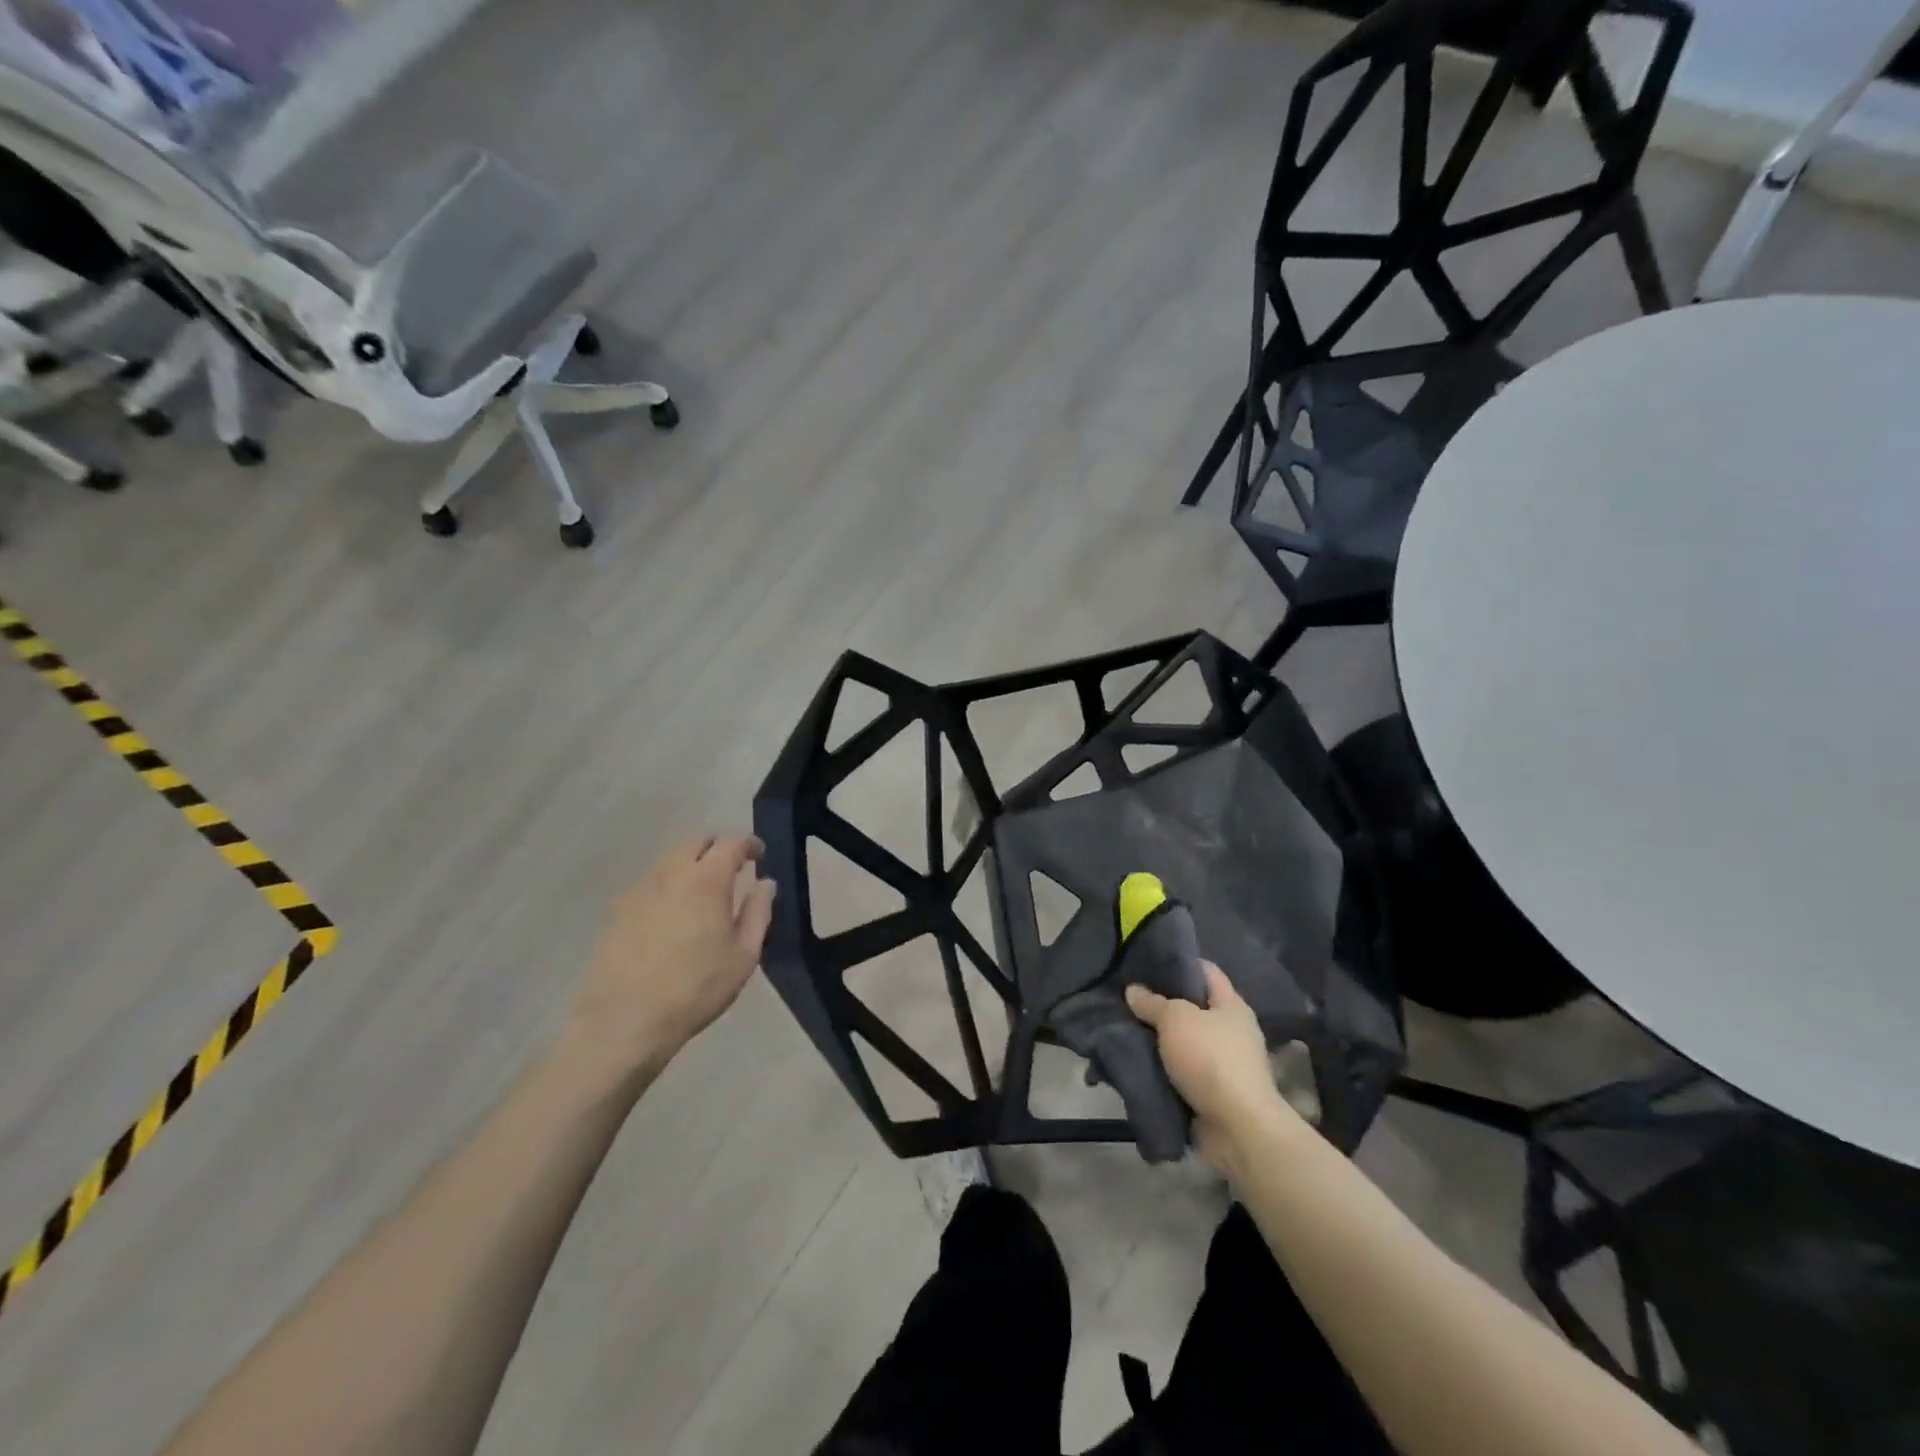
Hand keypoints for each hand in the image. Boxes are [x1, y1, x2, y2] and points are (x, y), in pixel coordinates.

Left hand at [561, 835, 775, 1085]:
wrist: (624, 1023)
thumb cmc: (696, 989)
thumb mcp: (744, 956)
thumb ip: (758, 912)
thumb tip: (765, 884)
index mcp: (706, 880)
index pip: (731, 843)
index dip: (749, 843)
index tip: (758, 855)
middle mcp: (670, 874)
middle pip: (695, 841)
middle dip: (717, 847)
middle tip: (732, 869)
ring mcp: (639, 890)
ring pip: (669, 860)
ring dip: (690, 865)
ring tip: (702, 893)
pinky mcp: (617, 911)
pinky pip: (649, 883)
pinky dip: (668, 886)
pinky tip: (672, 915)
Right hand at [1125, 962, 1305, 1173]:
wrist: (1238, 1129)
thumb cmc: (1211, 1060)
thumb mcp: (1176, 1020)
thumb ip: (1153, 1003)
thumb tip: (1133, 990)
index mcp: (1231, 1006)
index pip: (1206, 971)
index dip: (1179, 962)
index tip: (1147, 961)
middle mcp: (1231, 1031)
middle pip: (1192, 1008)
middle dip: (1161, 1004)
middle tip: (1127, 996)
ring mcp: (1223, 1064)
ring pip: (1182, 1042)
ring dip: (1157, 1040)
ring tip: (1123, 1028)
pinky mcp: (1211, 1093)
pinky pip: (1180, 1072)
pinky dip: (1161, 1069)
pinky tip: (1134, 1061)